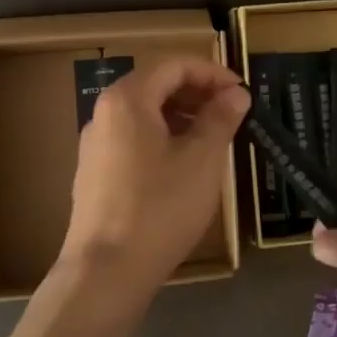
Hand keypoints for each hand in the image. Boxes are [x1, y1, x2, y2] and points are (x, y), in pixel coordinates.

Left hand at [60, 58, 249, 293]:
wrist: (106, 272)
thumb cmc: (159, 207)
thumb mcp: (202, 160)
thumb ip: (221, 118)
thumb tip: (236, 93)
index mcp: (127, 100)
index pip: (173, 64)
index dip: (212, 72)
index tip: (242, 93)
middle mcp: (103, 114)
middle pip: (155, 85)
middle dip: (197, 93)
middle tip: (232, 113)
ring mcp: (95, 146)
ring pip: (144, 115)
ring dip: (182, 117)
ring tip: (214, 139)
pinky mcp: (95, 174)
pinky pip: (133, 140)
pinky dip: (163, 139)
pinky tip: (184, 167)